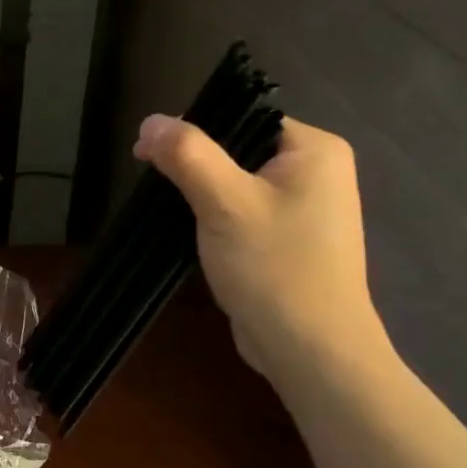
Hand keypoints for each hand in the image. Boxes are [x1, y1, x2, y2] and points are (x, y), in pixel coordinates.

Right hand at [134, 113, 384, 380]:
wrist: (310, 351)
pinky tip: (189, 230)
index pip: (244, 116)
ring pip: (236, 181)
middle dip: (194, 164)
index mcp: (314, 150)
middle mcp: (316, 171)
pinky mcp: (287, 238)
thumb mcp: (225, 203)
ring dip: (200, 192)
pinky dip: (214, 215)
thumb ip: (187, 155)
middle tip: (154, 181)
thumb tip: (150, 120)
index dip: (195, 128)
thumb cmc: (274, 268)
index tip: (151, 152)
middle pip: (238, 147)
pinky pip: (242, 210)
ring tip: (167, 207)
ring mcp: (304, 208)